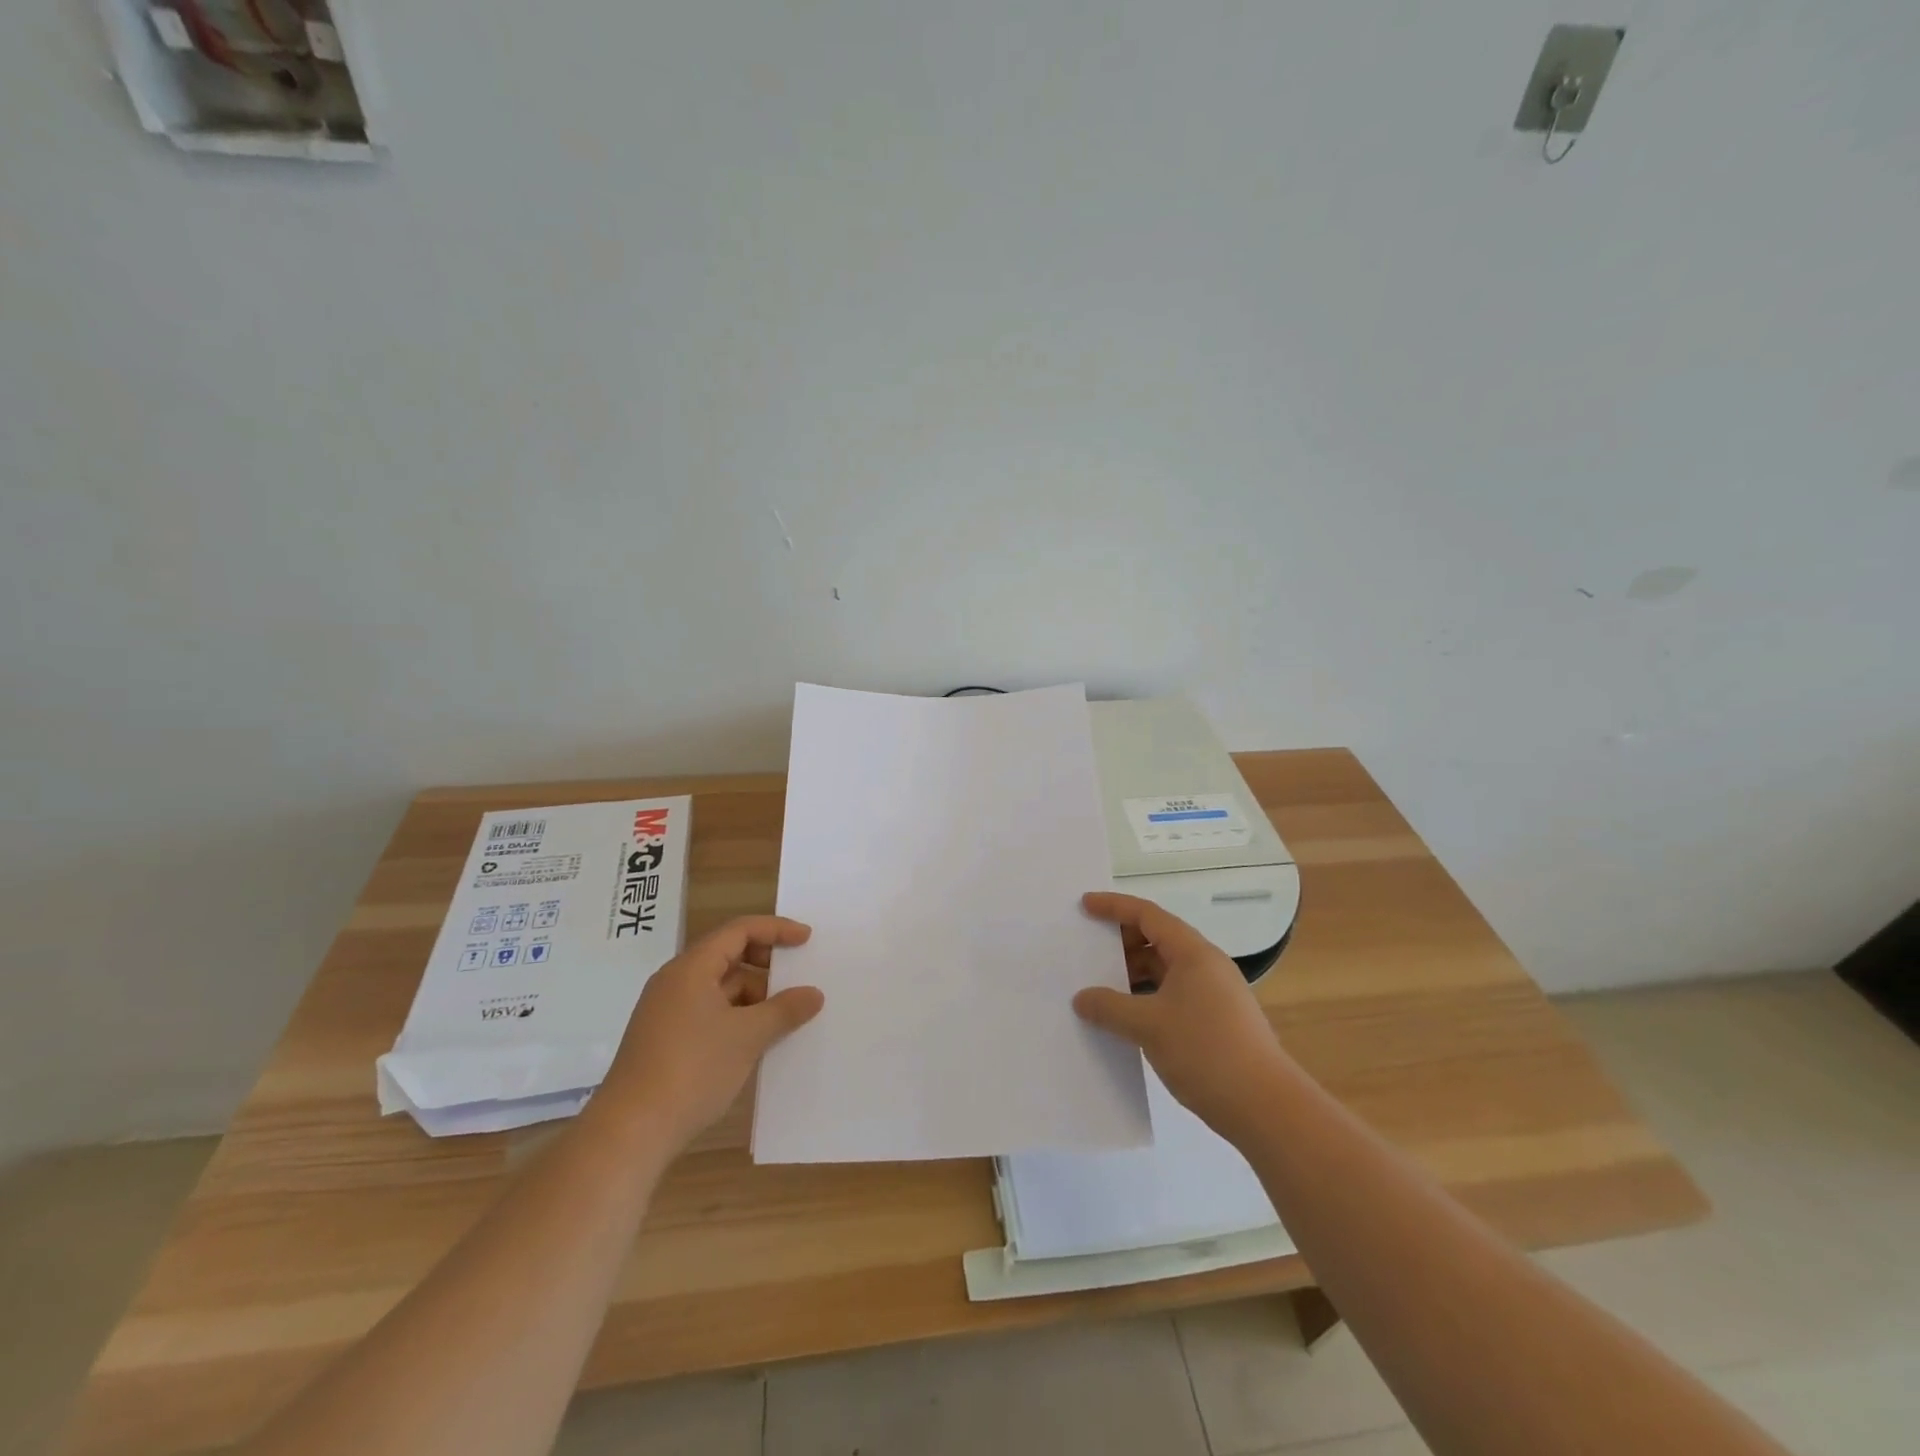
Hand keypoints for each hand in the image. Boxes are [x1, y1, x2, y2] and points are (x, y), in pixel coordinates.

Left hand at [596, 916, 824, 1152]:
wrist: (630, 1133)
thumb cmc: (692, 1070)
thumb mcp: (748, 1037)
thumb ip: (785, 1010)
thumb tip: (814, 994)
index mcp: (691, 968)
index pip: (739, 931)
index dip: (775, 930)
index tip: (806, 939)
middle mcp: (675, 982)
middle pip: (727, 956)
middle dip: (765, 966)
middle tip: (796, 980)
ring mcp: (666, 1013)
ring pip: (719, 989)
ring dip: (753, 997)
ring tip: (783, 1019)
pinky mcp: (664, 1041)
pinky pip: (709, 1014)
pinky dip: (736, 1019)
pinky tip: (755, 1043)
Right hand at [1073, 891, 1291, 1140]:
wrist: (1266, 1108)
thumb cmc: (1206, 1051)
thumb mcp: (1148, 1026)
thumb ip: (1110, 1007)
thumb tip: (1082, 999)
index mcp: (1193, 953)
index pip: (1148, 915)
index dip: (1114, 906)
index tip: (1085, 905)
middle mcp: (1206, 966)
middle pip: (1158, 939)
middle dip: (1122, 941)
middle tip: (1088, 950)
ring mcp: (1214, 994)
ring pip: (1165, 970)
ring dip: (1133, 974)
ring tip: (1101, 987)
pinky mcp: (1216, 1021)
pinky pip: (1173, 995)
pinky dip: (1147, 997)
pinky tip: (1127, 1019)